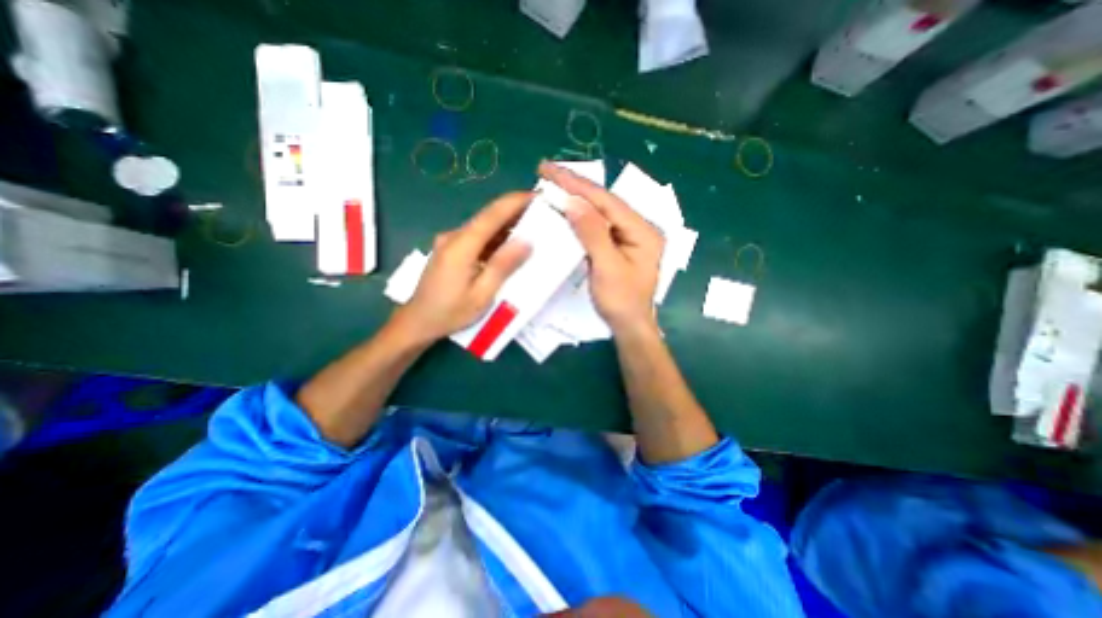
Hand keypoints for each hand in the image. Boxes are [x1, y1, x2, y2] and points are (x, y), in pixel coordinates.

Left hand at [396, 192, 533, 343]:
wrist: (418, 321)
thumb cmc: (450, 312)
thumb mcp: (482, 294)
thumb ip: (503, 266)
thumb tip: (526, 241)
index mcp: (461, 245)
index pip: (492, 214)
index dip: (515, 202)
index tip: (538, 196)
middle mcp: (454, 236)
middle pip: (488, 217)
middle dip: (515, 212)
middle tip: (542, 215)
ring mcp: (450, 241)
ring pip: (483, 226)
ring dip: (507, 225)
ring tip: (532, 229)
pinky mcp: (450, 249)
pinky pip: (477, 237)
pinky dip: (496, 238)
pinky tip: (510, 246)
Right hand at [538, 159, 656, 332]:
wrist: (629, 326)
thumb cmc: (621, 302)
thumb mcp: (607, 268)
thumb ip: (592, 233)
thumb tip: (573, 202)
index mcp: (643, 230)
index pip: (607, 201)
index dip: (578, 184)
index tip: (550, 170)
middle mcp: (638, 228)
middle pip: (604, 202)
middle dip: (576, 186)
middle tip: (547, 171)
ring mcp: (628, 236)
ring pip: (599, 211)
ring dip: (576, 198)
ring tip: (553, 184)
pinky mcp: (618, 245)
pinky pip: (597, 225)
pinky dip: (579, 216)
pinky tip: (566, 208)